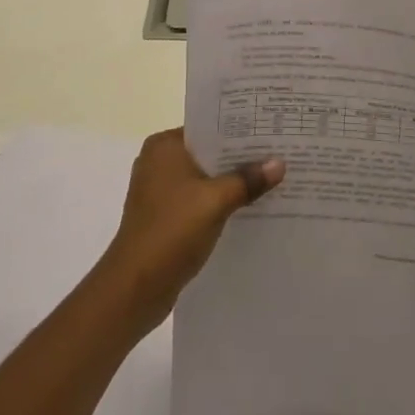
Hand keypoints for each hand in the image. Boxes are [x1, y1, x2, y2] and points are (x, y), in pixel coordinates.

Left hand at [97, 129, 283, 335]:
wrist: (135, 286)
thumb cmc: (172, 230)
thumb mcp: (216, 201)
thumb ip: (247, 180)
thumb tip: (279, 163)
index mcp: (164, 146)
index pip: (207, 128)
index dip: (239, 131)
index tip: (270, 132)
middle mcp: (158, 162)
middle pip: (207, 154)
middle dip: (239, 159)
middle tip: (278, 155)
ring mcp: (159, 191)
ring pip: (204, 179)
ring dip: (231, 183)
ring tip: (270, 181)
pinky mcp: (163, 217)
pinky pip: (198, 200)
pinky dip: (219, 203)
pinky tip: (247, 209)